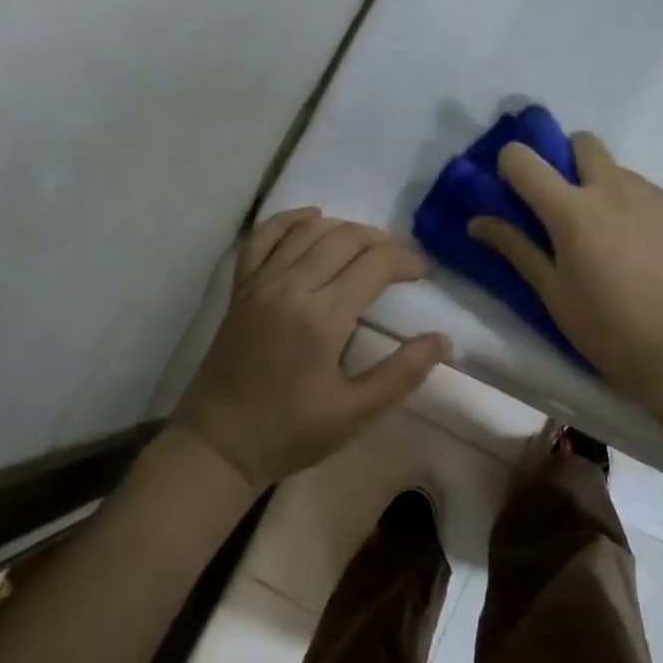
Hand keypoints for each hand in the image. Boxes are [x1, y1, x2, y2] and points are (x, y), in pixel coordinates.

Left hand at [174, 208, 451, 491]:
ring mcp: (260, 283)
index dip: (405, 261)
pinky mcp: (240, 287)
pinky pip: (263, 237)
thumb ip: (402, 373)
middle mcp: (290, 287)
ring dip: (344, 228)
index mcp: (322, 318)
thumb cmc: (291, 433)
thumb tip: (443, 340)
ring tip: (368, 245)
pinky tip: (312, 217)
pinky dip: (288, 220)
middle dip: (381, 242)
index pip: (374, 265)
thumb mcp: (355, 413)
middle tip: (401, 262)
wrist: (218, 445)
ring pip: (308, 231)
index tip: (422, 274)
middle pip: (344, 239)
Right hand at [467, 133, 662, 402]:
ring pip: (617, 170)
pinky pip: (648, 192)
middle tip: (565, 203)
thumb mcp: (552, 293)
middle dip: (566, 159)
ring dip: (603, 188)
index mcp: (572, 210)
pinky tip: (644, 250)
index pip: (523, 159)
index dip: (511, 165)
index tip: (515, 189)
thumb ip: (516, 248)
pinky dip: (635, 208)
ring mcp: (652, 194)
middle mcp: (612, 188)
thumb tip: (476, 221)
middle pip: (582, 142)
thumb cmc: (606, 329)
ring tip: (611, 237)